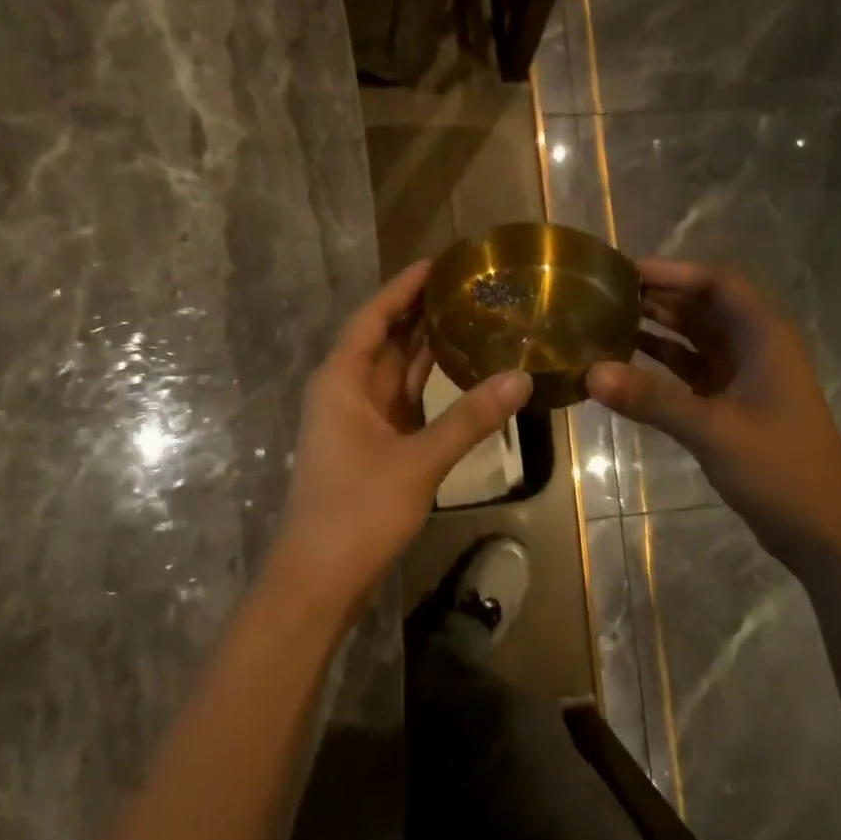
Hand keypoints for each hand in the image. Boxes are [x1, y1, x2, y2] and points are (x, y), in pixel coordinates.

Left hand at [268, 260, 532, 619]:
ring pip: (395, 370)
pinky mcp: (373, 444)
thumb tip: (521, 378)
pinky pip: (403, 400)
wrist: (319, 577)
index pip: (373, 317)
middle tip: (469, 286)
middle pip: (385, 338)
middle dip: (420, 311)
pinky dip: (428, 384)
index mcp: (342, 381)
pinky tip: (461, 372)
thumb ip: (469, 419)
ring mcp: (359, 419)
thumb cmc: (357, 511)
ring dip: (426, 346)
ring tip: (472, 316)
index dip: (403, 286)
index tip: (440, 262)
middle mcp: (346, 390)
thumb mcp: (418, 461)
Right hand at [586, 259, 840, 574]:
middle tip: (605, 293)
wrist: (822, 530)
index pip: (718, 284)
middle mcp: (755, 348)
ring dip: (659, 327)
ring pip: (696, 338)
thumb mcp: (712, 430)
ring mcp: (745, 377)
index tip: (626, 271)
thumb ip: (651, 399)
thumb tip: (590, 372)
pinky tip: (626, 364)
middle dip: (660, 296)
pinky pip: (692, 370)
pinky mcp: (733, 405)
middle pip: (705, 306)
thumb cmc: (779, 469)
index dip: (674, 271)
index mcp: (765, 338)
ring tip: (607, 320)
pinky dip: (663, 364)